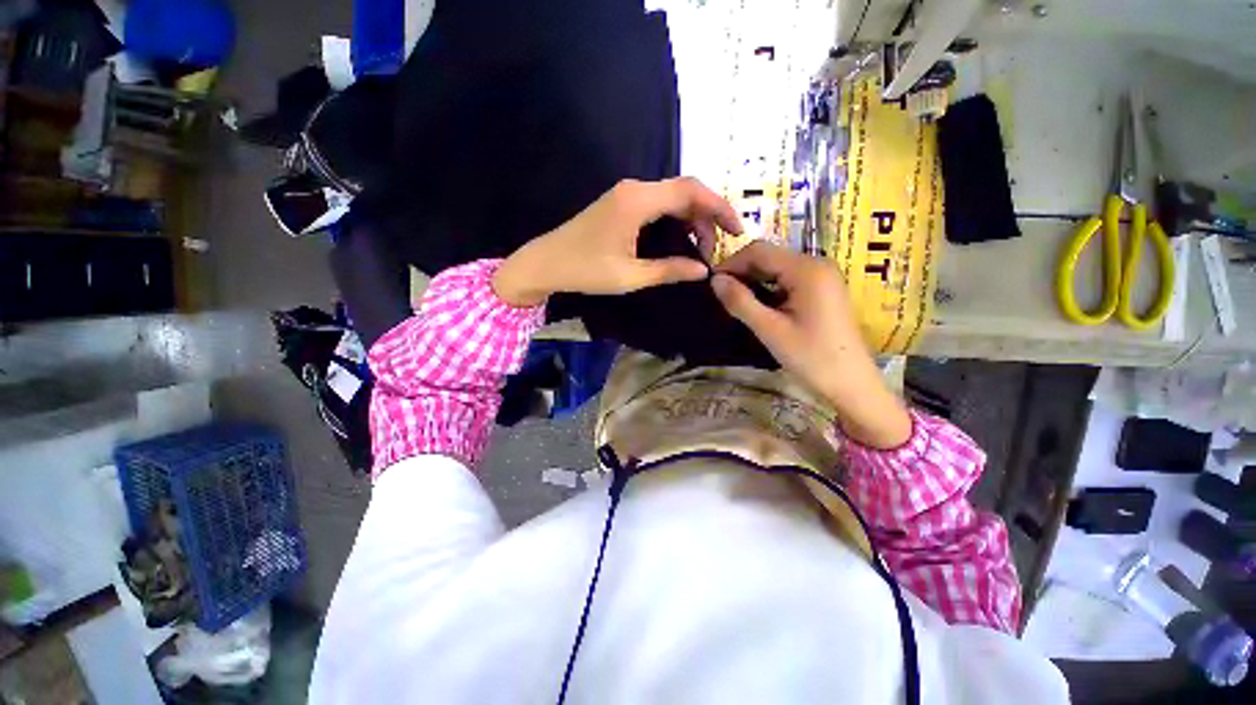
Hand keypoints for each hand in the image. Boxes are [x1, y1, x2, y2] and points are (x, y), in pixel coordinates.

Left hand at [492, 178, 741, 306]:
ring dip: (692, 217)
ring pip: (672, 196)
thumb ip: (670, 270)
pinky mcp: (621, 203)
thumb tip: (703, 271)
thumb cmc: (586, 271)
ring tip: (703, 247)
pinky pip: (659, 203)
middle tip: (719, 246)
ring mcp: (626, 194)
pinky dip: (676, 218)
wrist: (545, 263)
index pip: (691, 191)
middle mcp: (635, 189)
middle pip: (685, 190)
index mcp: (638, 201)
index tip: (737, 231)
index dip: (719, 208)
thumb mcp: (631, 276)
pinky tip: (682, 238)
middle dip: (708, 215)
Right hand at [710, 241, 911, 448]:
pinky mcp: (823, 291)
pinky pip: (789, 281)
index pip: (759, 251)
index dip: (731, 263)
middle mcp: (817, 265)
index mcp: (807, 269)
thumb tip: (714, 280)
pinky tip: (760, 308)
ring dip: (754, 282)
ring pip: (777, 269)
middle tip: (722, 298)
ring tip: (737, 304)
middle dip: (742, 273)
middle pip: (769, 257)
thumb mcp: (770, 330)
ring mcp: (823, 277)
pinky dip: (769, 290)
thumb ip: (740, 302)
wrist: (852, 385)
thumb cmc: (812, 358)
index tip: (712, 285)